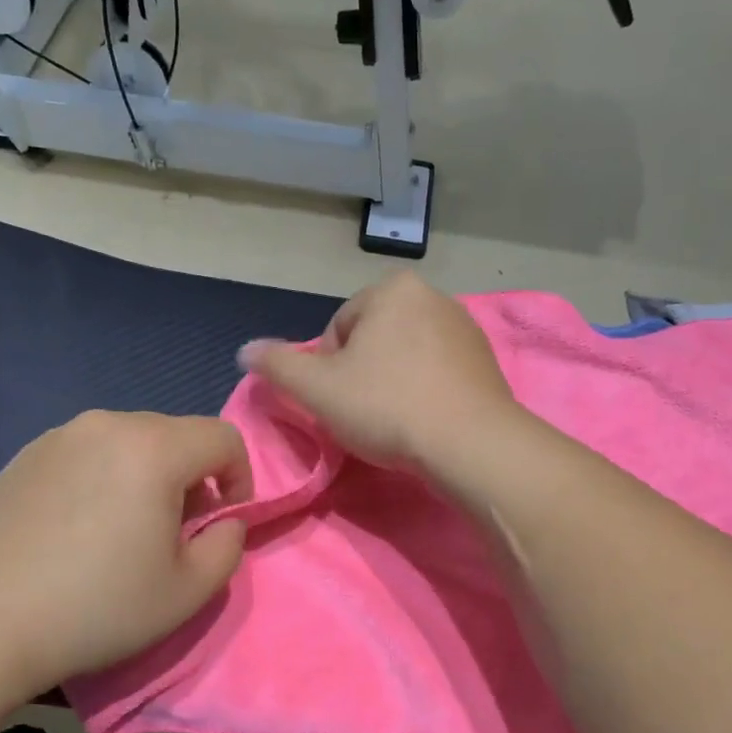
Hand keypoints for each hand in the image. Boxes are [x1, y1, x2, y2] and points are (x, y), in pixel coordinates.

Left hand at [0, 410, 250, 698]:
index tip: (222, 522)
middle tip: (175, 532)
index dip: (240, 477)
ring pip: (131, 442)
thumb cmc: (97, 607)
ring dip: (148, 476)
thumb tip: (224, 521)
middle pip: (177, 435)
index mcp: (154, 449)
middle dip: (193, 477)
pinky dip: (104, 477)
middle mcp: (108, 425)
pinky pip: (89, 452)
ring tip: (124, 530)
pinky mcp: (26, 455)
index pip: (224, 438)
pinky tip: (78, 527)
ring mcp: (60, 436)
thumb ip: (228, 546)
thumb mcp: (189, 591)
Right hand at [237, 272, 517, 470]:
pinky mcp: (486, 360)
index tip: (339, 401)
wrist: (470, 443)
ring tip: (395, 422)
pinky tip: (424, 421)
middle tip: (363, 415)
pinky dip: (425, 392)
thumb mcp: (317, 388)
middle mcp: (433, 296)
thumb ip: (277, 366)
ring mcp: (465, 327)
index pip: (339, 328)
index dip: (328, 369)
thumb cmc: (387, 406)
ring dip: (392, 384)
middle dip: (362, 374)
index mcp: (392, 289)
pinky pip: (439, 371)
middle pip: (373, 340)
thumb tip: (245, 351)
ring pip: (406, 356)